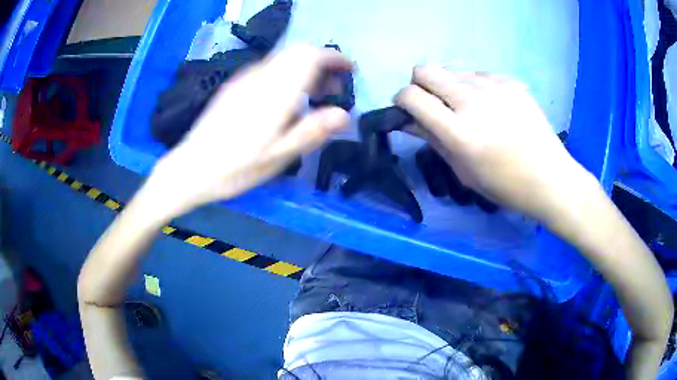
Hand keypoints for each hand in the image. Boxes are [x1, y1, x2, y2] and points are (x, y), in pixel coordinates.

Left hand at [148, 46, 352, 215]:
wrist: (190, 168)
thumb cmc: (235, 168)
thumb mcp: (277, 158)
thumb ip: (311, 132)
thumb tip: (344, 115)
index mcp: (274, 93)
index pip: (310, 56)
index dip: (333, 58)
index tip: (348, 70)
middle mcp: (260, 77)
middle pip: (298, 52)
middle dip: (321, 63)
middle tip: (331, 90)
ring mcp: (245, 79)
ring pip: (284, 58)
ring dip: (304, 68)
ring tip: (312, 96)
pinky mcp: (235, 85)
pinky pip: (269, 67)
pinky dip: (287, 73)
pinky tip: (285, 99)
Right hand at [395, 66, 597, 221]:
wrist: (550, 177)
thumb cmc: (505, 185)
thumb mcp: (463, 170)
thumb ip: (433, 139)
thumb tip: (408, 121)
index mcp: (459, 132)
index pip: (412, 96)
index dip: (402, 100)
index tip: (407, 109)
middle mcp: (473, 101)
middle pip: (425, 70)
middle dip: (420, 84)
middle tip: (433, 104)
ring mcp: (494, 87)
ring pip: (452, 71)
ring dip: (449, 87)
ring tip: (469, 109)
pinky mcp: (510, 81)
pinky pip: (478, 75)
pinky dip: (475, 88)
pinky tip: (492, 108)